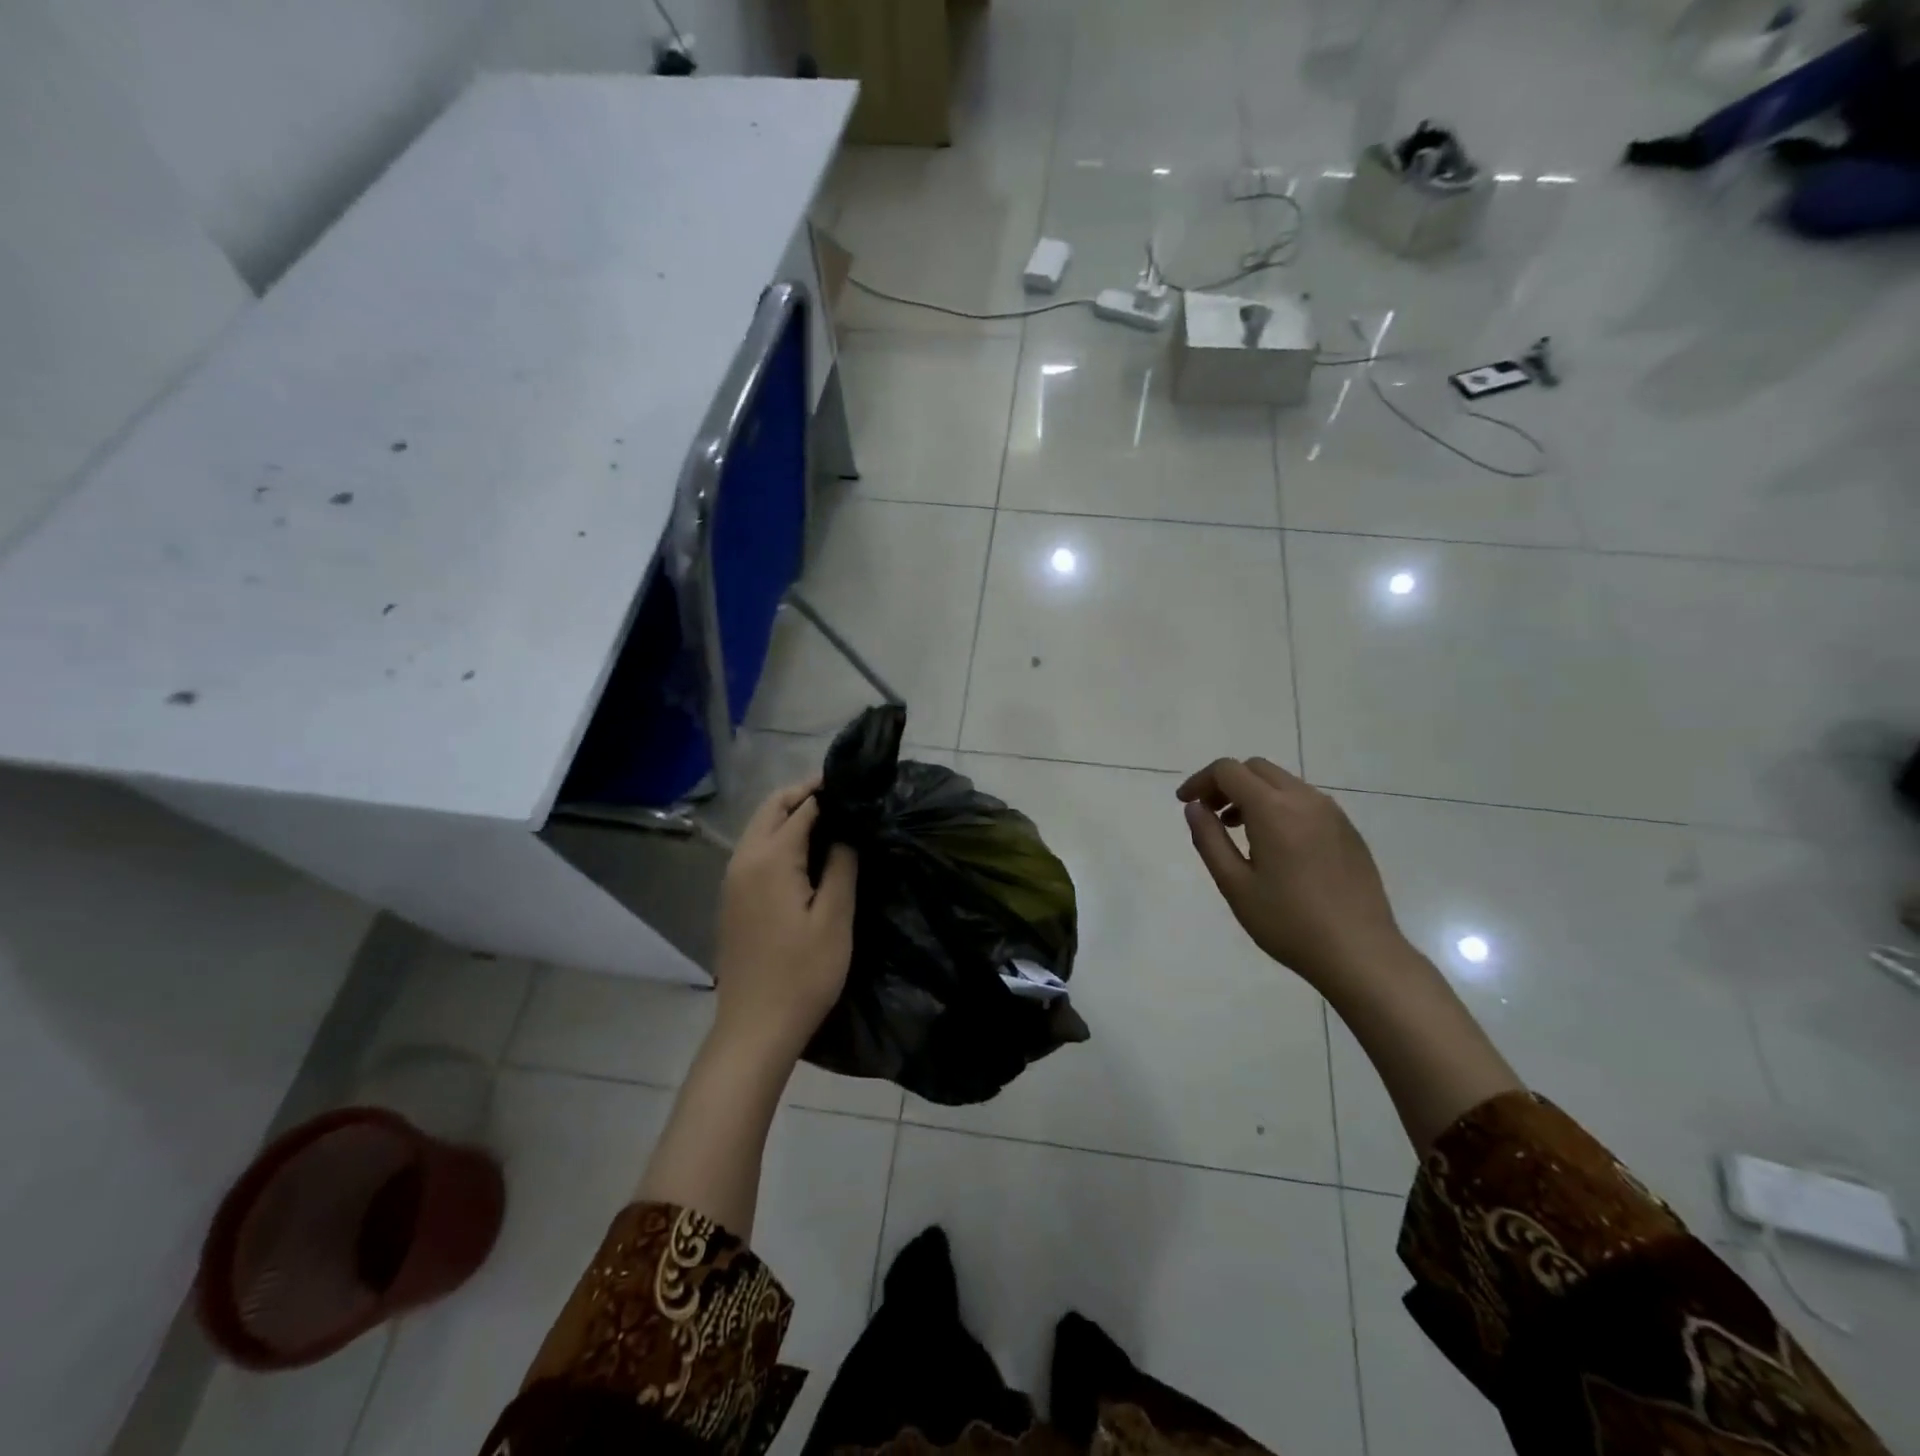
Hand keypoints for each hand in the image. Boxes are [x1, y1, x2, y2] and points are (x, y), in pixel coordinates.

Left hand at [713, 778, 857, 1056]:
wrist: (755, 1028)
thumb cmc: (803, 974)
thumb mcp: (835, 919)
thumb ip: (841, 866)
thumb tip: (846, 830)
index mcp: (770, 859)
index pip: (801, 807)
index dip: (829, 792)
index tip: (857, 785)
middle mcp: (744, 860)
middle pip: (771, 808)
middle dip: (804, 794)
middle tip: (842, 796)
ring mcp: (732, 880)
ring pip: (759, 827)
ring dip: (789, 814)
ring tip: (830, 819)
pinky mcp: (732, 898)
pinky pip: (754, 849)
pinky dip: (778, 836)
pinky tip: (805, 853)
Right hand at [1177, 757, 1404, 989]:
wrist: (1361, 954)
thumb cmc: (1288, 922)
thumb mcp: (1235, 885)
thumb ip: (1209, 839)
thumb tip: (1194, 807)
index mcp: (1274, 809)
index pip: (1228, 770)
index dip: (1200, 780)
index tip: (1185, 803)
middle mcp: (1305, 800)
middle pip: (1256, 769)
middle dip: (1226, 783)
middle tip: (1209, 814)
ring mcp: (1332, 813)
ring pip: (1283, 783)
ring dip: (1253, 794)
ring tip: (1239, 831)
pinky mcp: (1348, 831)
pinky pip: (1305, 802)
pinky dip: (1279, 807)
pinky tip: (1275, 846)